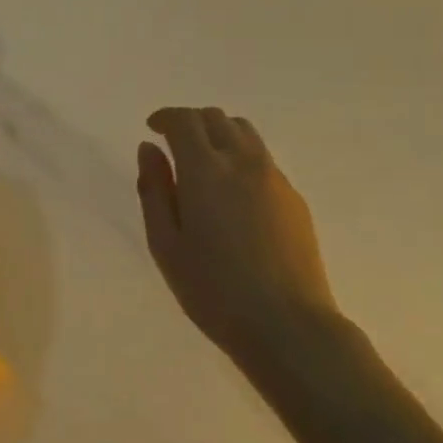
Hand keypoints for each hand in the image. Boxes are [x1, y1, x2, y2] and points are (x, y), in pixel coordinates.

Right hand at [137, 108, 338, 365]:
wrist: (287, 324)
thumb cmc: (214, 290)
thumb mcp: (166, 246)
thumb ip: (154, 190)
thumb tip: (148, 149)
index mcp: (206, 170)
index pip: (184, 120)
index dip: (165, 117)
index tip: (153, 128)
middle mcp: (243, 161)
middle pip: (216, 118)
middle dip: (191, 122)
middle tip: (174, 145)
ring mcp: (274, 177)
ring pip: (244, 133)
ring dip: (219, 134)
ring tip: (205, 163)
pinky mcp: (294, 197)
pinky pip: (263, 158)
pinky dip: (241, 157)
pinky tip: (234, 193)